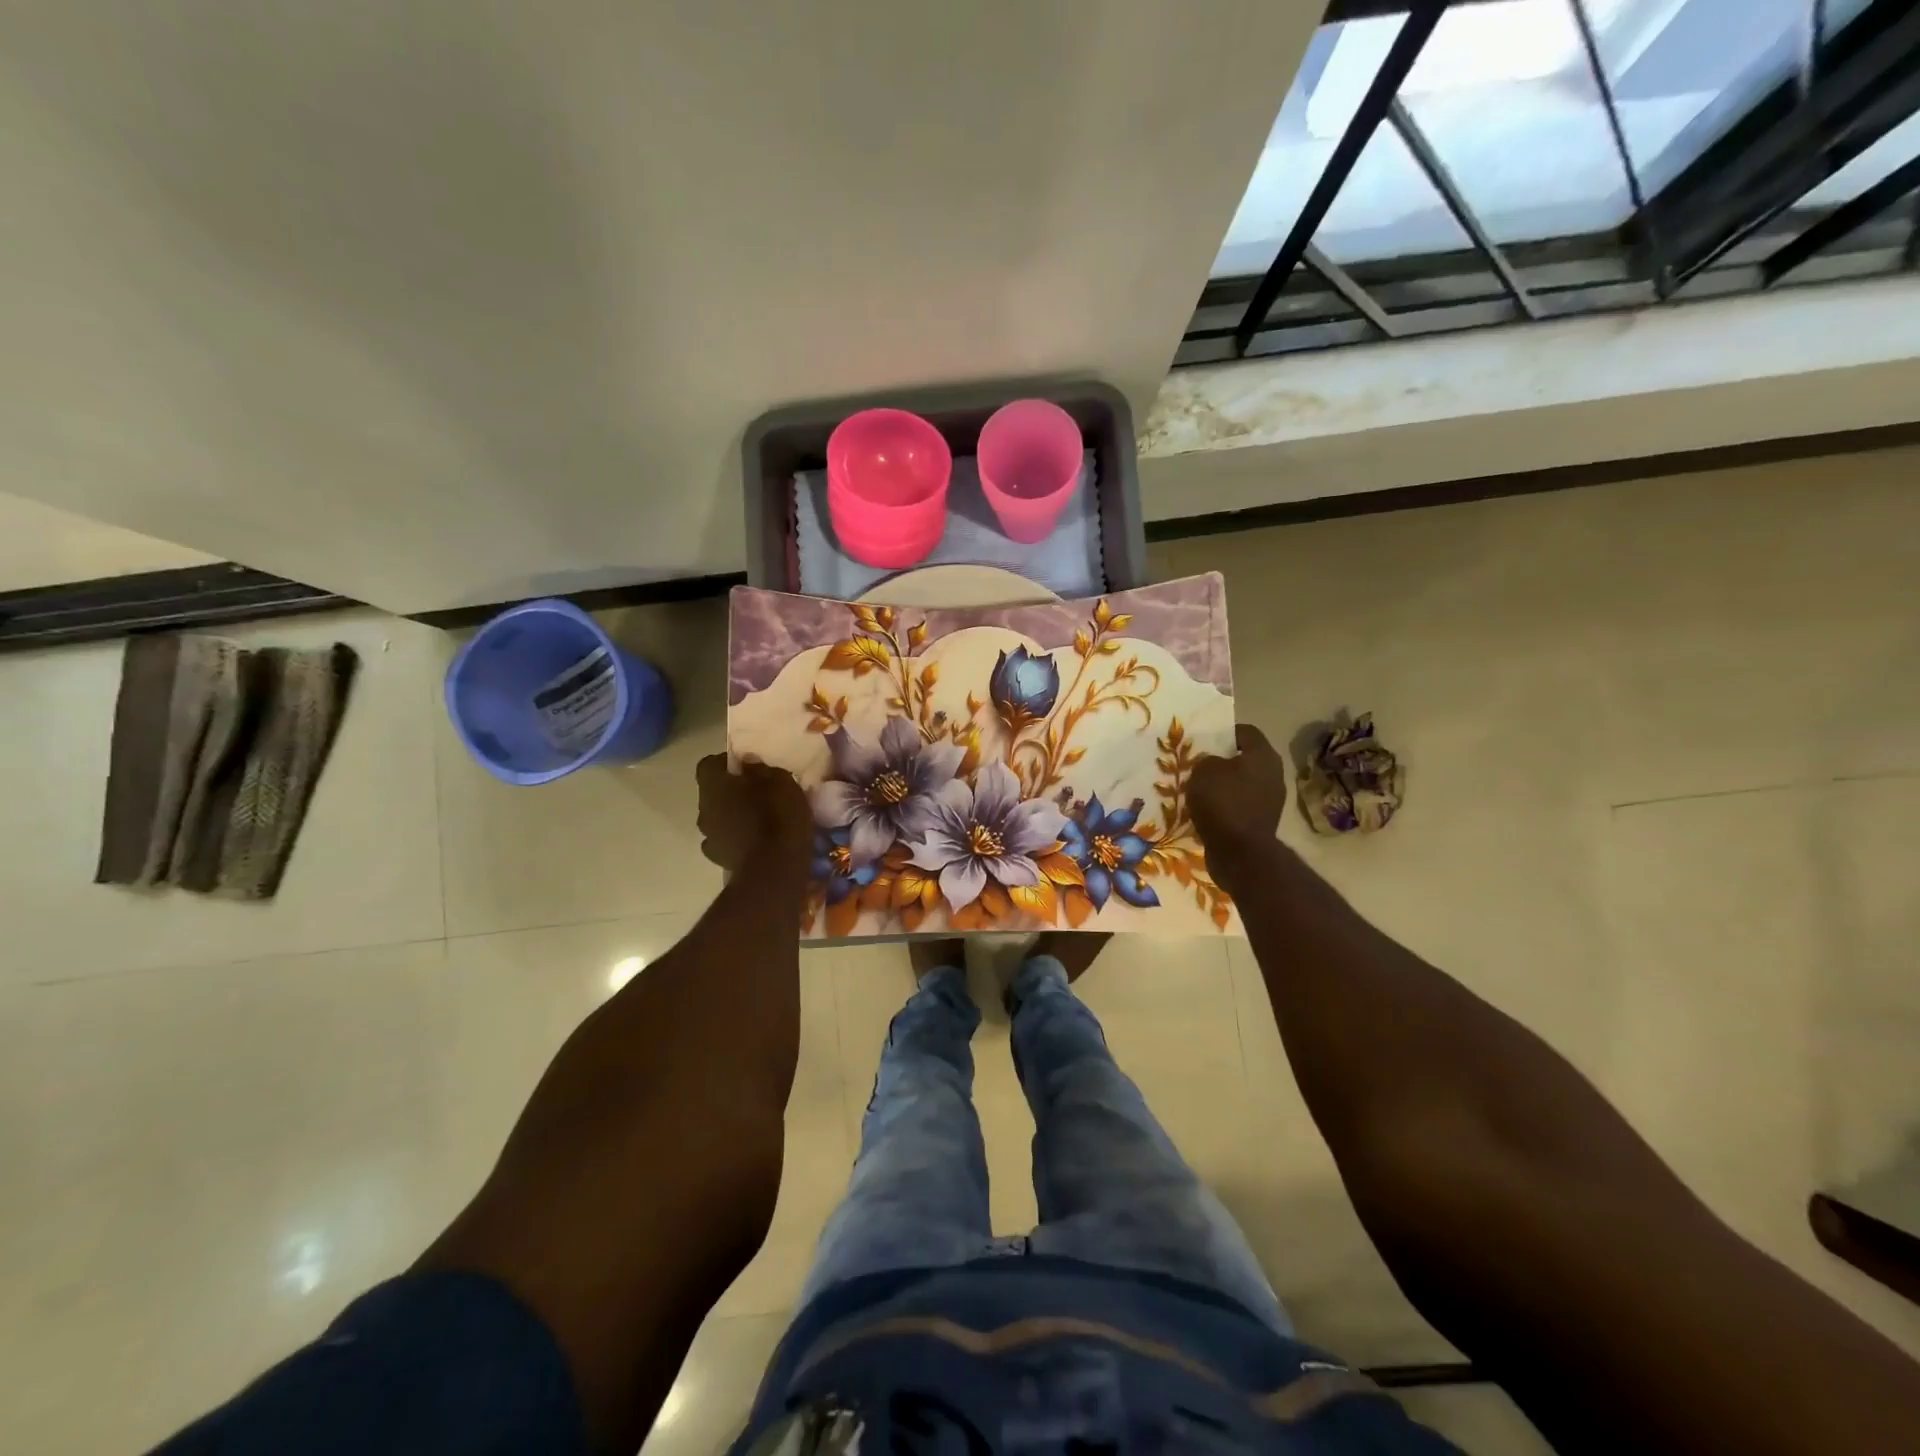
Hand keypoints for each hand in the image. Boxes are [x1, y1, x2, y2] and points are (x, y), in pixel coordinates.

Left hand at [696, 755, 810, 874]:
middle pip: (712, 793)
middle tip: (757, 793)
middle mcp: (703, 809)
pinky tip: (755, 842)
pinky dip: (736, 839)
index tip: (748, 767)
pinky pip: (725, 841)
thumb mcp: (780, 781)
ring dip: (732, 816)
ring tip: (758, 819)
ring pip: (717, 818)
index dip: (726, 763)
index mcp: (714, 785)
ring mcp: (709, 837)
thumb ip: (761, 769)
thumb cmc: (778, 816)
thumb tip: (748, 763)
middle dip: (731, 791)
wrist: (774, 868)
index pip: (708, 764)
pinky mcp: (719, 859)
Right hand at [1189, 723, 1287, 896]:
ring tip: (1199, 789)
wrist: (1240, 853)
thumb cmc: (1223, 803)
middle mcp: (1273, 774)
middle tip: (1198, 764)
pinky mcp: (1262, 821)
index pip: (1245, 731)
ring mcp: (1271, 800)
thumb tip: (1212, 765)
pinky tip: (1206, 811)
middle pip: (1245, 759)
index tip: (1204, 739)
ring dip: (1223, 785)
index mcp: (1263, 755)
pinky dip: (1225, 806)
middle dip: (1222, 760)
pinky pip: (1240, 805)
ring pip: (1242, 783)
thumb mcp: (1203, 771)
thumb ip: (1206, 760)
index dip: (1224, 732)